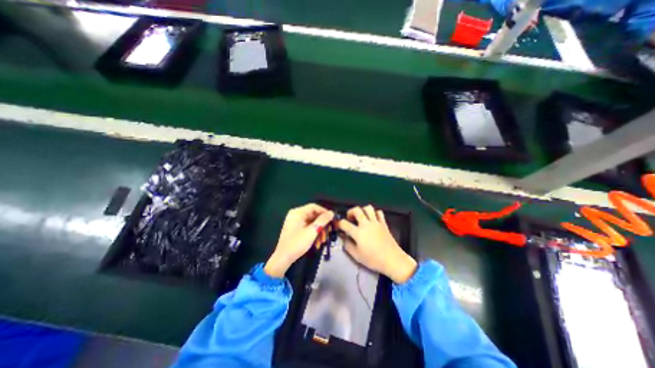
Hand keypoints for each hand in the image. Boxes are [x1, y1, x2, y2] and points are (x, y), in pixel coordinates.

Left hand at [263, 203, 332, 277]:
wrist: (283, 259)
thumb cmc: (297, 243)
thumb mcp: (312, 231)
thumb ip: (323, 220)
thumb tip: (332, 212)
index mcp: (298, 212)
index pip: (314, 207)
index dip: (324, 212)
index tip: (332, 219)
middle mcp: (296, 215)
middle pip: (313, 215)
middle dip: (322, 225)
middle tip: (329, 232)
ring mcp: (295, 222)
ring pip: (311, 223)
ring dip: (318, 231)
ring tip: (323, 241)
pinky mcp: (295, 229)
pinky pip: (307, 228)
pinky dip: (313, 234)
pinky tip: (317, 243)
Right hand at [338, 206, 413, 283]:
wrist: (392, 260)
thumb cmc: (373, 259)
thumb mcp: (356, 255)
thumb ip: (347, 245)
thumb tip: (344, 237)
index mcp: (358, 232)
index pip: (344, 223)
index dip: (338, 223)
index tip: (337, 226)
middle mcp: (366, 224)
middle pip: (356, 210)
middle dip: (350, 212)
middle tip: (350, 219)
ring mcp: (376, 222)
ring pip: (368, 208)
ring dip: (362, 210)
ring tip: (361, 217)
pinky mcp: (383, 223)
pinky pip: (379, 213)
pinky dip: (374, 213)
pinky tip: (372, 219)